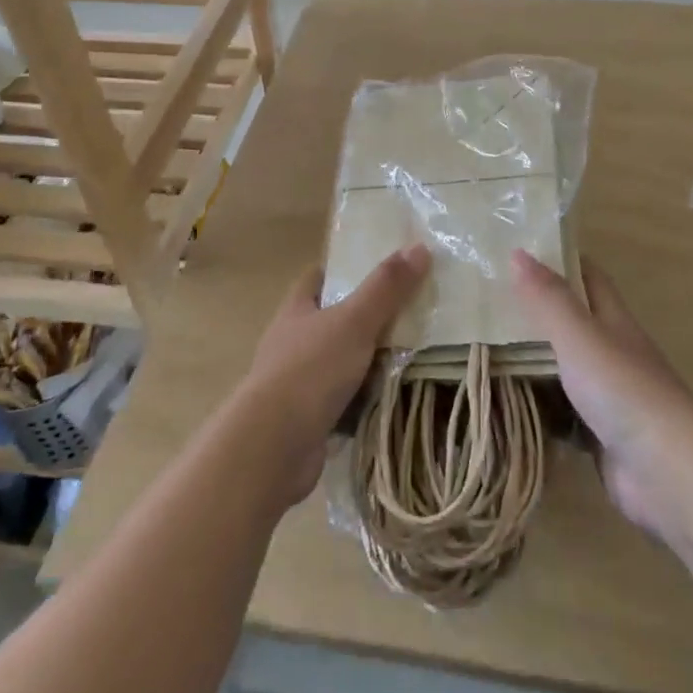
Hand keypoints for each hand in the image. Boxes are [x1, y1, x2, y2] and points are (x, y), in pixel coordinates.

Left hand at [235, 244, 431, 504]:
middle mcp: (294, 342)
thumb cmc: (310, 370)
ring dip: (370, 361)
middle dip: (367, 317)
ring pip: (342, 361)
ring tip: (415, 353)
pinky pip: (345, 400)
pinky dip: (367, 399)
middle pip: (333, 320)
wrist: (274, 446)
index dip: (344, 270)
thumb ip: (386, 287)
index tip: (379, 267)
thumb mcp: (354, 321)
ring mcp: (299, 382)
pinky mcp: (310, 417)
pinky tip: (396, 397)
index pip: (317, 278)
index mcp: (297, 310)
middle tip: (411, 312)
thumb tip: (419, 246)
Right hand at [512, 252, 692, 543]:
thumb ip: (548, 298)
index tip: (520, 250)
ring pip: (562, 369)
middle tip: (484, 301)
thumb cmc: (623, 390)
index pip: (588, 277)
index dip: (560, 261)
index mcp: (612, 321)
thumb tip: (518, 252)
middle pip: (571, 323)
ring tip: (481, 347)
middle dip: (534, 311)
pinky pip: (560, 413)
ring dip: (532, 360)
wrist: (667, 472)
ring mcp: (606, 397)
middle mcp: (611, 353)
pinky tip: (504, 404)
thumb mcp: (579, 335)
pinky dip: (536, 408)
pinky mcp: (598, 436)